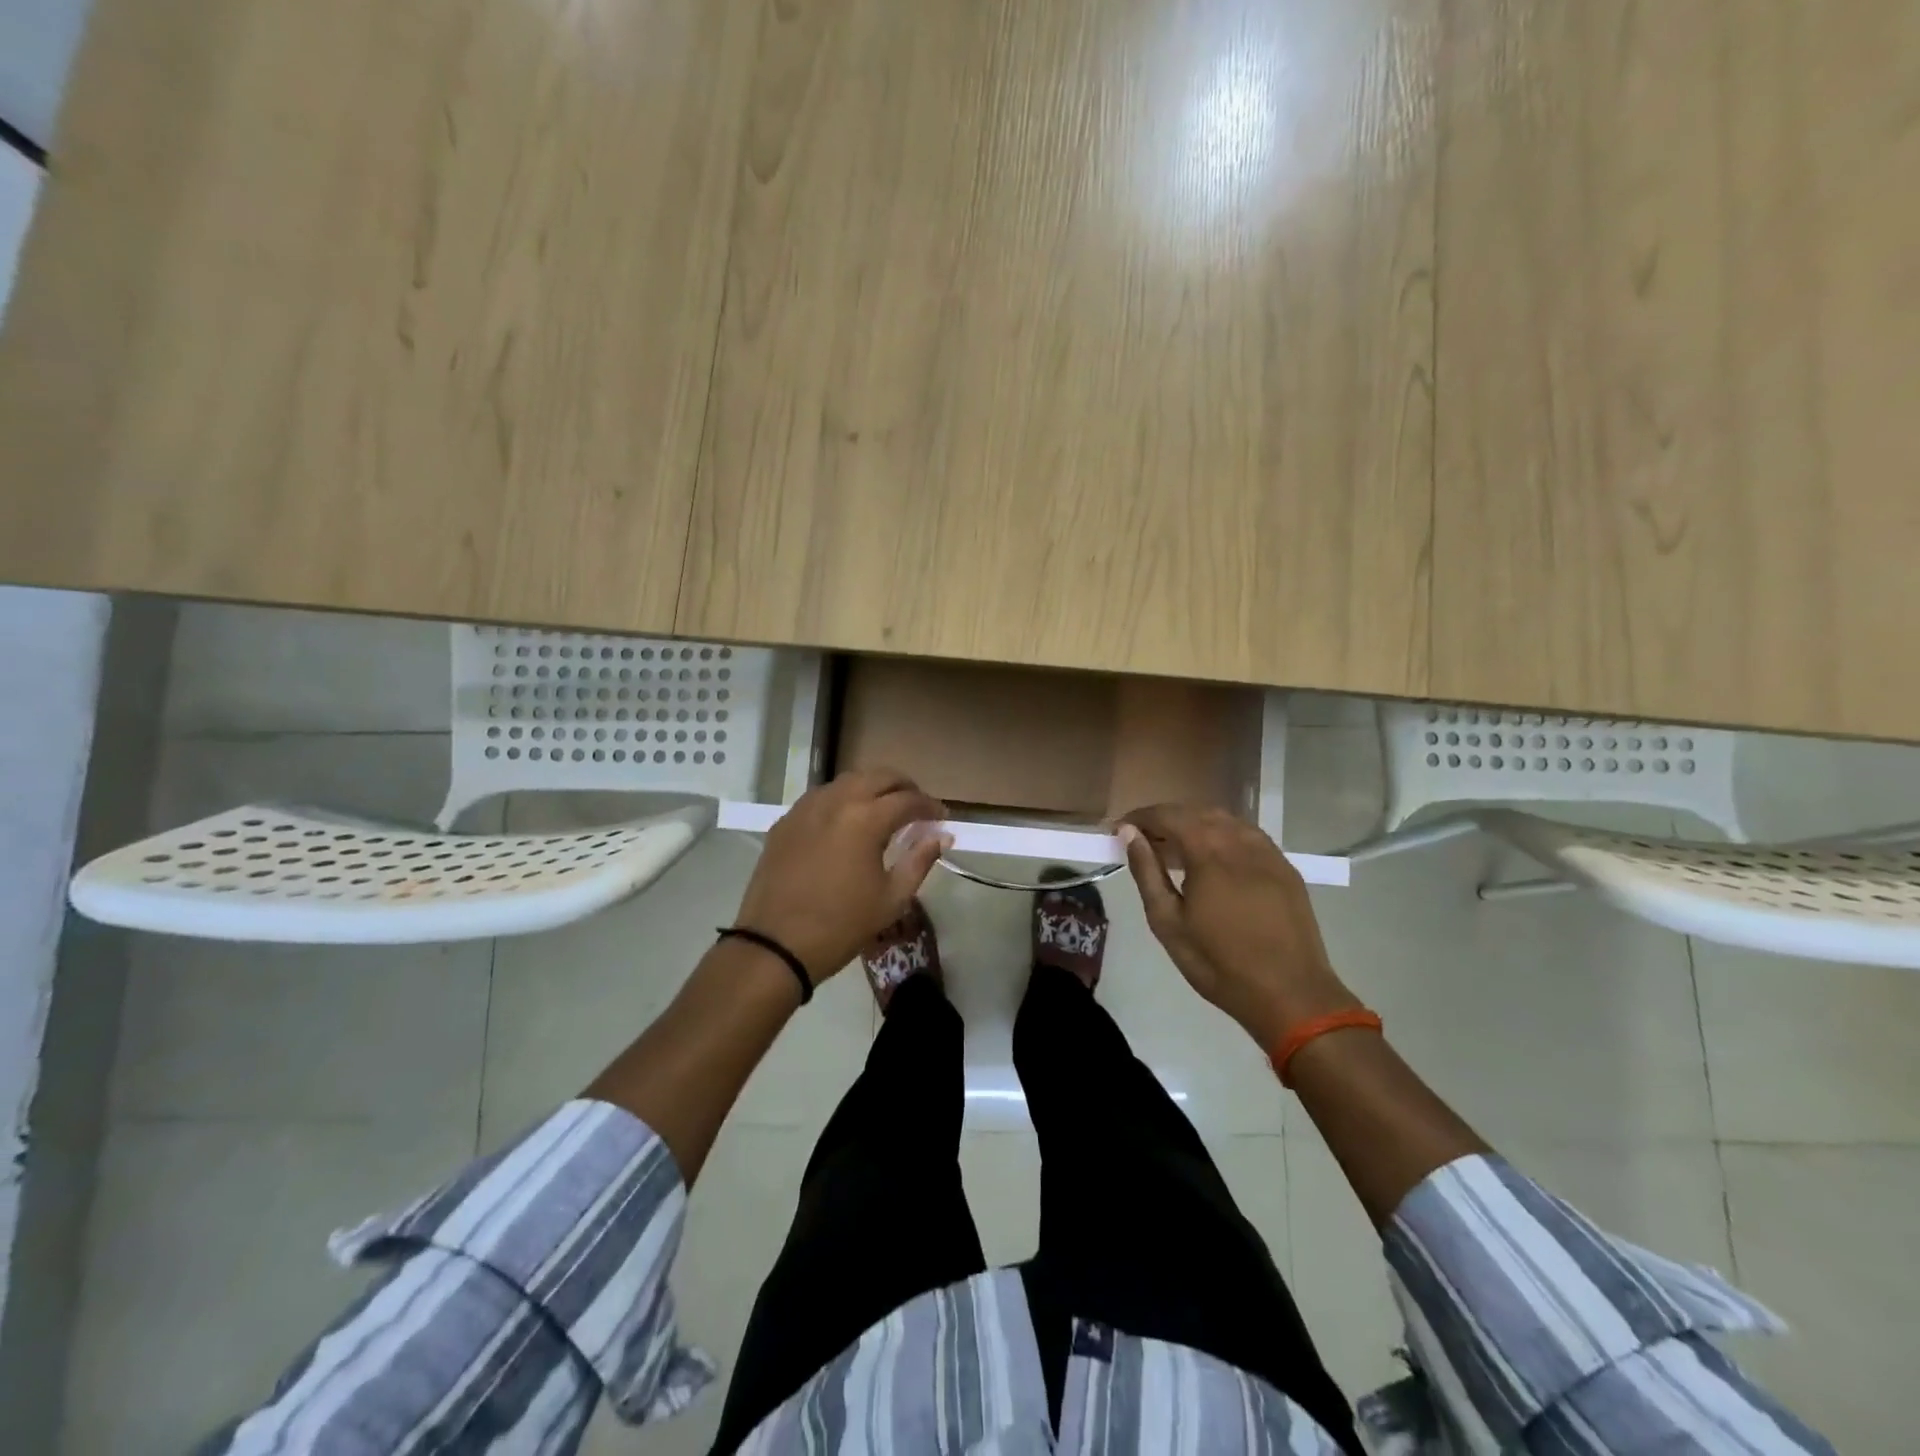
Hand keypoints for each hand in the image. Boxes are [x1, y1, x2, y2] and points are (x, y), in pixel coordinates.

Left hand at [733, 769, 949, 981]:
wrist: (776, 945)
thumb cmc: (841, 926)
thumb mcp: (892, 899)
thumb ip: (919, 861)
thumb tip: (941, 836)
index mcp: (866, 819)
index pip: (908, 799)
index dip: (930, 806)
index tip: (941, 818)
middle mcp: (836, 801)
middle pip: (878, 776)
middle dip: (903, 787)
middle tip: (916, 807)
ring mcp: (806, 808)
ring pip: (847, 781)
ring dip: (872, 788)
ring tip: (883, 811)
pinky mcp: (786, 821)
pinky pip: (821, 797)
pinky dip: (842, 800)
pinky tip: (846, 822)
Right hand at [1119, 805, 1361, 1050]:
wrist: (1291, 994)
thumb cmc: (1218, 963)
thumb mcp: (1168, 922)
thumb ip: (1147, 872)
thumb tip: (1129, 834)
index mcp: (1209, 851)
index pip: (1168, 815)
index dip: (1141, 817)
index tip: (1120, 829)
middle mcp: (1240, 840)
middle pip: (1196, 812)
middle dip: (1166, 819)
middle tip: (1144, 841)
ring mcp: (1268, 852)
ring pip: (1225, 820)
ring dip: (1195, 825)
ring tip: (1176, 850)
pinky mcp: (1285, 867)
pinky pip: (1247, 836)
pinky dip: (1222, 836)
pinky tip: (1213, 860)